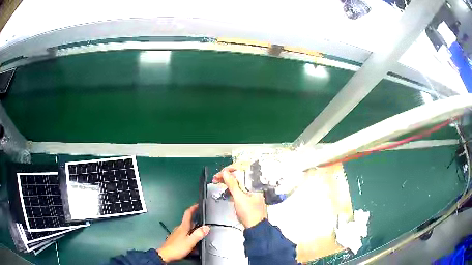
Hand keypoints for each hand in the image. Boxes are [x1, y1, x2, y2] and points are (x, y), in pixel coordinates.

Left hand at [157, 204, 209, 262]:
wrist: (165, 255)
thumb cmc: (177, 248)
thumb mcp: (190, 241)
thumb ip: (198, 234)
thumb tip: (206, 227)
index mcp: (183, 227)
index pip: (188, 214)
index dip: (193, 208)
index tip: (198, 204)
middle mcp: (179, 228)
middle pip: (189, 222)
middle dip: (196, 223)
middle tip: (204, 225)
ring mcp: (176, 233)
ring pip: (187, 230)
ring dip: (193, 231)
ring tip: (200, 238)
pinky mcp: (175, 239)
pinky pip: (185, 236)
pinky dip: (190, 237)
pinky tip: (193, 245)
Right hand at [213, 165, 266, 228]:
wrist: (255, 228)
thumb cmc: (250, 214)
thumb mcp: (239, 198)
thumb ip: (232, 184)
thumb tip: (225, 173)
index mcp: (255, 184)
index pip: (242, 170)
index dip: (230, 170)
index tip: (221, 173)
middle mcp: (254, 186)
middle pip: (240, 176)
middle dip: (227, 176)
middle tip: (216, 177)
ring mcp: (251, 192)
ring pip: (239, 183)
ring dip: (228, 182)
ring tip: (218, 182)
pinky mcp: (248, 198)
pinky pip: (239, 189)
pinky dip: (232, 189)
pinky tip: (226, 190)